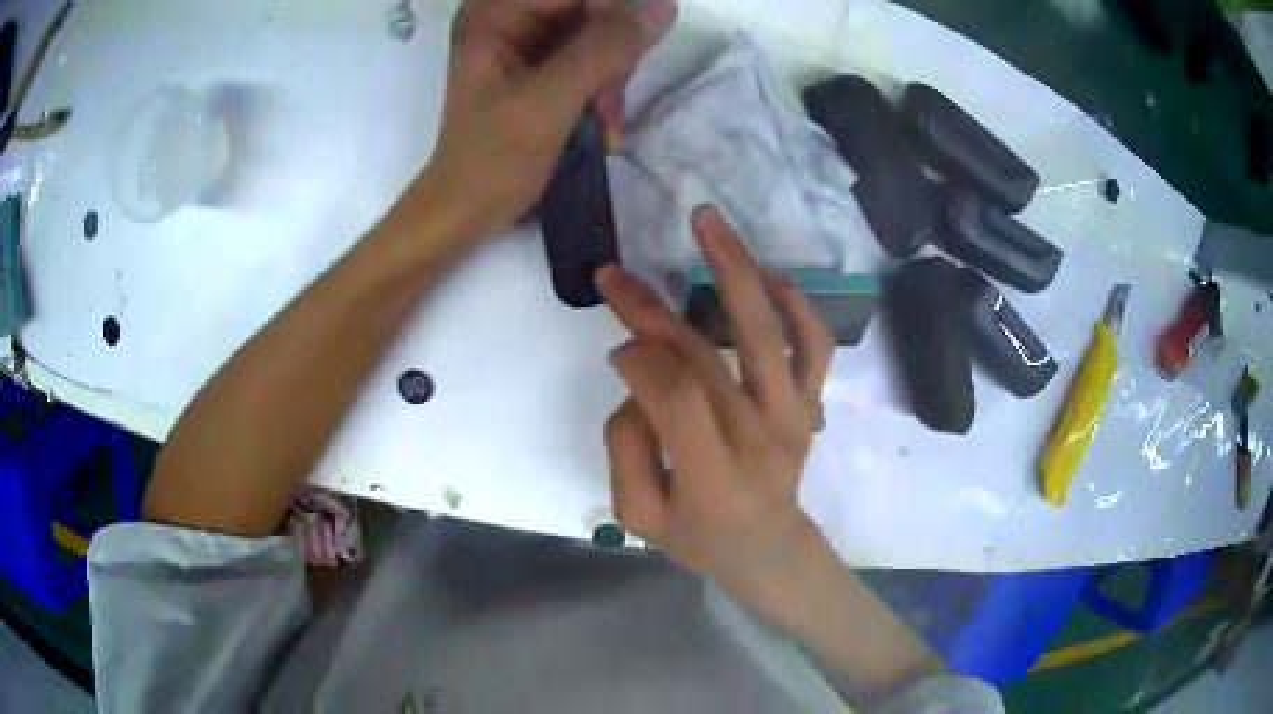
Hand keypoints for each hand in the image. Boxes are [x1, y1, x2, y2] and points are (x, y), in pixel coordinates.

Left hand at [412, 0, 676, 239]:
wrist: (465, 213)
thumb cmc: (493, 161)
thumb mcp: (550, 101)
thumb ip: (605, 49)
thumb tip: (662, 7)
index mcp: (494, 14)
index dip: (613, 17)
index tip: (624, 64)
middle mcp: (508, 17)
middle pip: (591, 11)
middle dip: (612, 56)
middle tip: (607, 106)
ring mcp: (525, 42)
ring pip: (599, 37)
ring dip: (611, 81)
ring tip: (605, 125)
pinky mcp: (540, 68)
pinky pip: (592, 60)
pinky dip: (604, 92)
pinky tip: (602, 127)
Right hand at [597, 204, 835, 603]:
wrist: (768, 548)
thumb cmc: (699, 537)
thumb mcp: (638, 515)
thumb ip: (626, 448)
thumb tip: (636, 378)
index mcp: (714, 477)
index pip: (675, 398)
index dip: (639, 361)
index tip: (614, 346)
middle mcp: (761, 438)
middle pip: (707, 357)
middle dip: (650, 309)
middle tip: (613, 274)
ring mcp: (794, 415)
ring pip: (768, 332)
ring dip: (735, 269)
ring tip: (706, 220)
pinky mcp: (810, 403)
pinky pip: (814, 345)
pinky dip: (796, 303)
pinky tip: (765, 272)